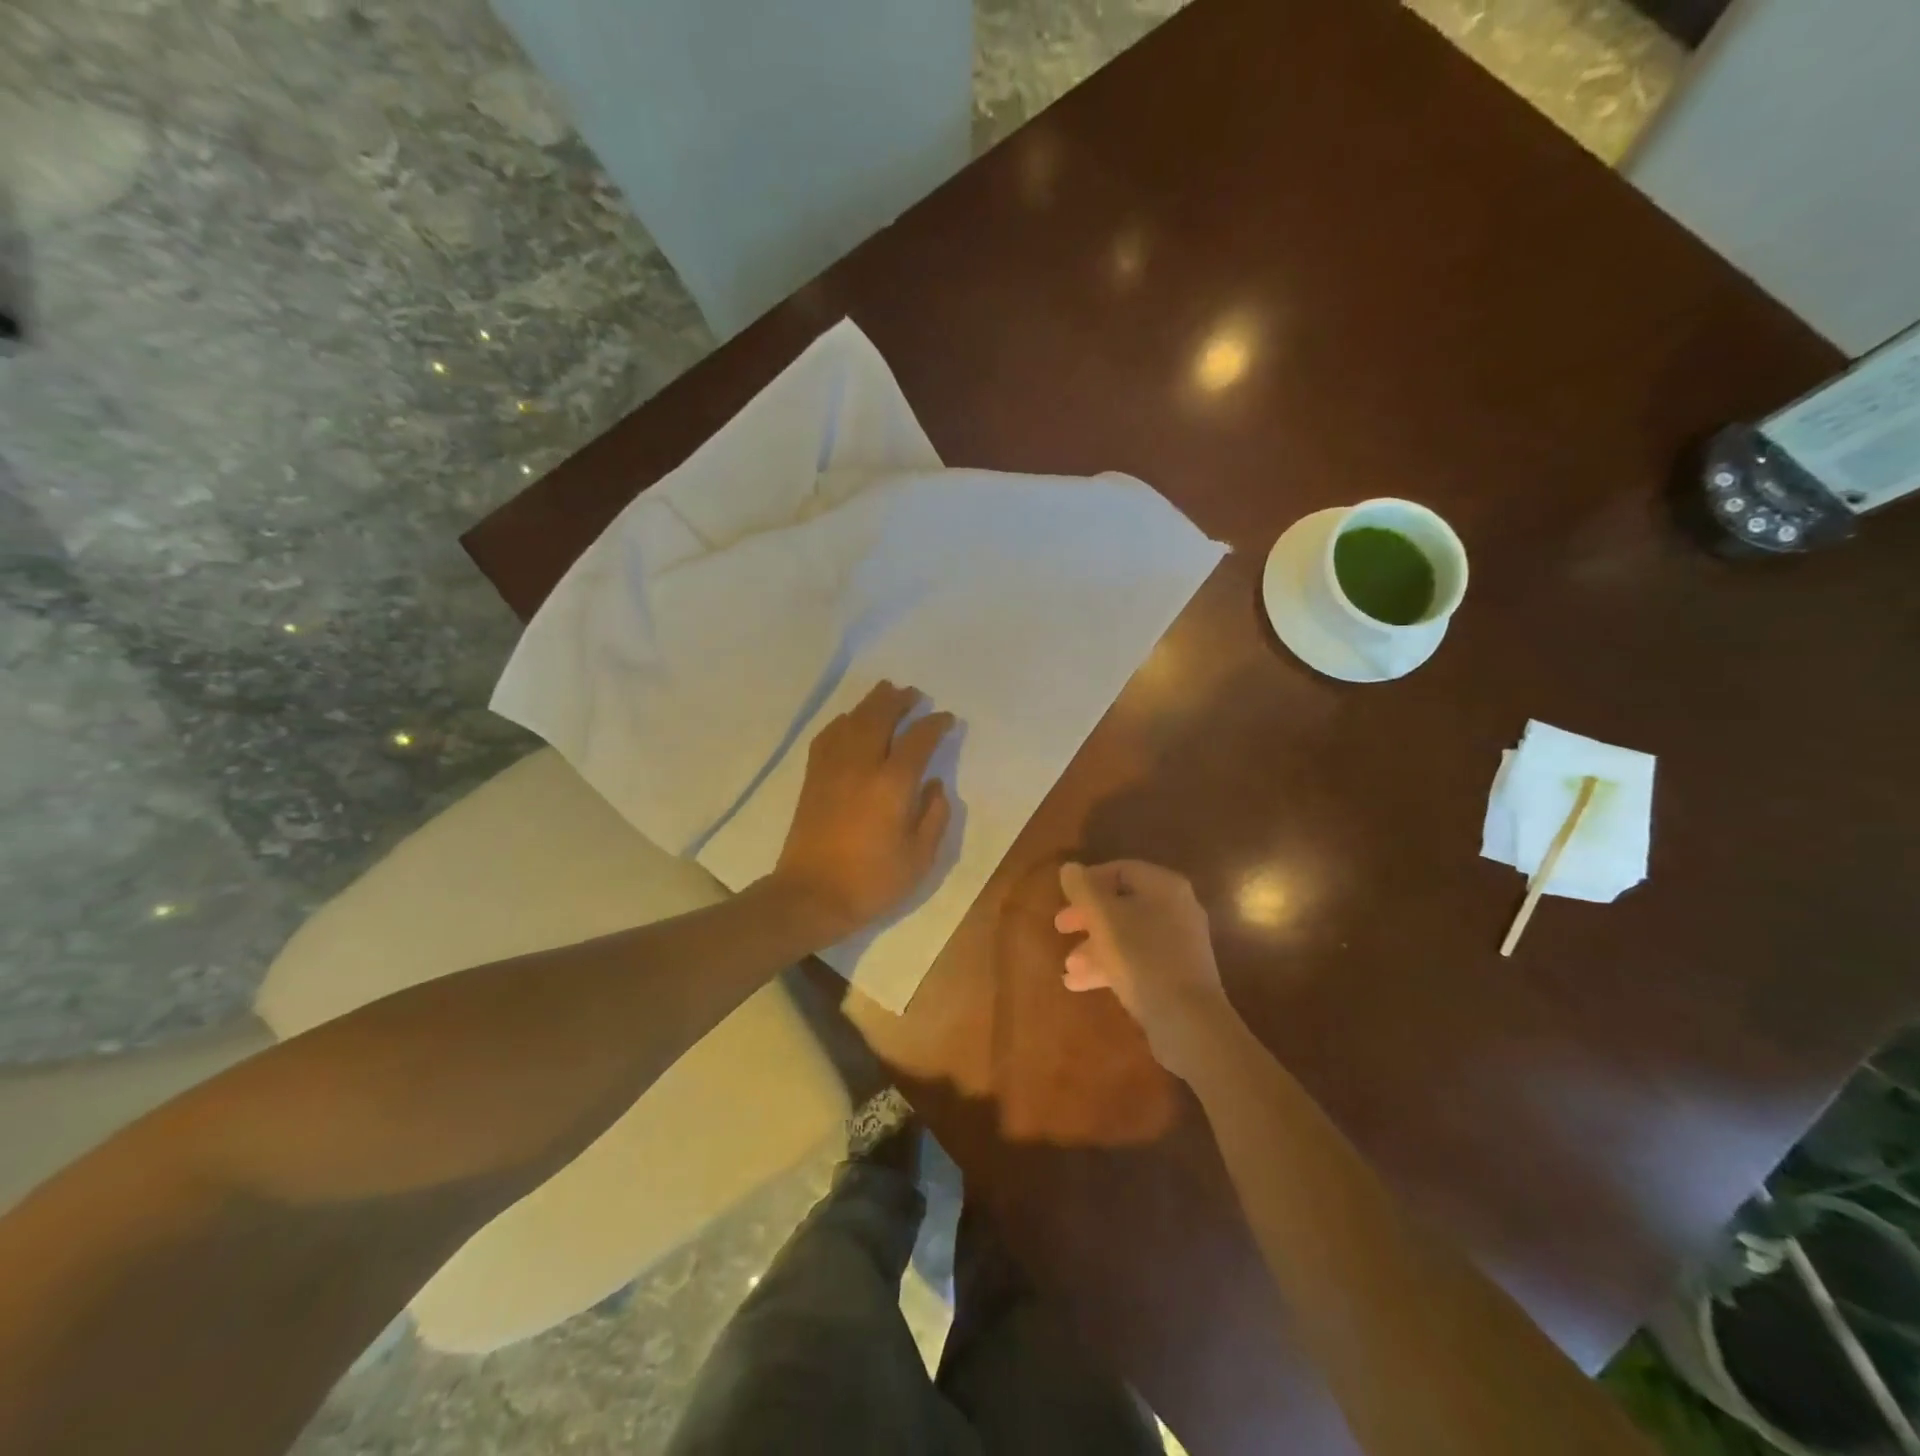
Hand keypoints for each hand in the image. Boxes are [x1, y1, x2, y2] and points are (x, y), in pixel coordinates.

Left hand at [772, 682, 955, 941]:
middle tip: (914, 694)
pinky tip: (849, 721)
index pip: (918, 740)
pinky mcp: (813, 778)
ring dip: (871, 703)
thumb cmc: (872, 881)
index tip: (946, 719)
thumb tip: (934, 785)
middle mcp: (862, 766)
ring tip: (886, 693)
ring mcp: (833, 769)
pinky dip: (842, 722)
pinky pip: (828, 737)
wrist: (812, 896)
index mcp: (893, 785)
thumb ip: (934, 816)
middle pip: (880, 716)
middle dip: (899, 700)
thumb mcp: (920, 858)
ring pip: (852, 720)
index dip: (935, 724)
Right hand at [1055, 860, 1232, 1077]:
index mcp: (1163, 886)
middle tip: (1060, 929)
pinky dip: (1110, 967)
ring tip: (1068, 968)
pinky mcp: (1176, 975)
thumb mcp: (1103, 918)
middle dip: (1088, 918)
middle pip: (1123, 904)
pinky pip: (1137, 960)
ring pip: (1128, 936)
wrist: (1187, 1020)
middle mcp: (1176, 909)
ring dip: (1094, 948)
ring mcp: (1179, 944)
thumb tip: (1070, 868)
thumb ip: (1083, 889)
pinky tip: (1080, 984)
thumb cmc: (1141, 956)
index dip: (1089, 881)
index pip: (1121, 870)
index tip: (1064, 898)